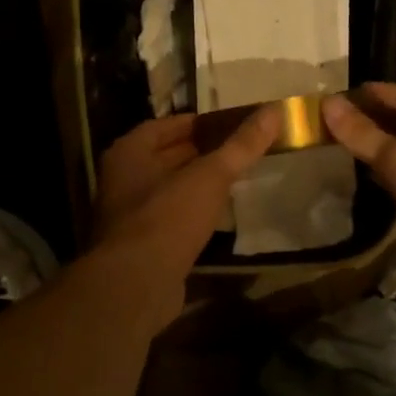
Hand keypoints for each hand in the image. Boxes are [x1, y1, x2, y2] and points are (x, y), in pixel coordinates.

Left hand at [91, 107, 282, 313]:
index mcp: (128, 154)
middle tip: (238, 150)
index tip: (229, 124)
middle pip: (165, 158)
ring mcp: (128, 216)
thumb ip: (241, 145)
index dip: (197, 123)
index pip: (164, 126)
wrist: (136, 284)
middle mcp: (121, 181)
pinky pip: (170, 220)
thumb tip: (273, 110)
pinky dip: (191, 214)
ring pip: (168, 191)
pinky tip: (217, 217)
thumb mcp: (210, 176)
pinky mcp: (141, 247)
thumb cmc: (168, 218)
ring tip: (233, 180)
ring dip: (196, 185)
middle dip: (199, 153)